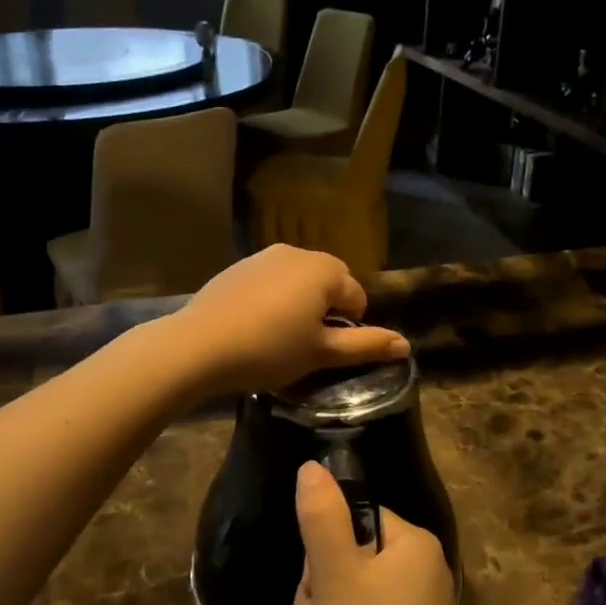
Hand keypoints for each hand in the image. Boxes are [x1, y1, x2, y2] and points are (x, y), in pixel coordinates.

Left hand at [173, 246, 407, 397]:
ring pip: (298, 280)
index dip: (349, 327)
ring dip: (299, 303)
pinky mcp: (238, 266)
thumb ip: (365, 345)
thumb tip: (406, 345)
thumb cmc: (270, 349)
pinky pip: (270, 281)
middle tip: (306, 344)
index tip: (326, 351)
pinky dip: (272, 299)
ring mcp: (264, 256)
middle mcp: (298, 252)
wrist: (200, 344)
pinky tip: (254, 325)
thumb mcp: (322, 352)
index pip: (356, 297)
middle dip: (325, 309)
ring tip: (280, 336)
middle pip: (328, 282)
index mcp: (325, 270)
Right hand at [292, 462, 465, 604]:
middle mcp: (421, 569)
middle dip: (319, 596)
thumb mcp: (335, 577)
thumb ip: (319, 517)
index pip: (352, 520)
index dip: (323, 552)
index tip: (318, 588)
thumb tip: (311, 467)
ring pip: (346, 595)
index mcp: (413, 543)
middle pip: (346, 558)